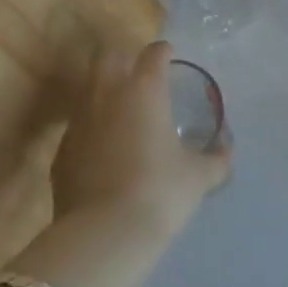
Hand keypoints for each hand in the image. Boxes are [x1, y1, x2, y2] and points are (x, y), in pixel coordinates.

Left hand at [49, 42, 230, 238]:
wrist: (104, 234)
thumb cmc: (161, 191)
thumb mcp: (199, 176)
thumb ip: (216, 159)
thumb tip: (227, 151)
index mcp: (144, 90)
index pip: (153, 53)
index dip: (163, 52)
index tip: (169, 56)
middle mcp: (107, 95)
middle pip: (107, 56)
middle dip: (122, 58)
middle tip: (139, 75)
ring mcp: (78, 122)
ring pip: (87, 89)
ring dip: (104, 92)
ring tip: (123, 113)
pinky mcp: (61, 152)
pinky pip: (77, 128)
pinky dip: (91, 130)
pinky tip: (104, 152)